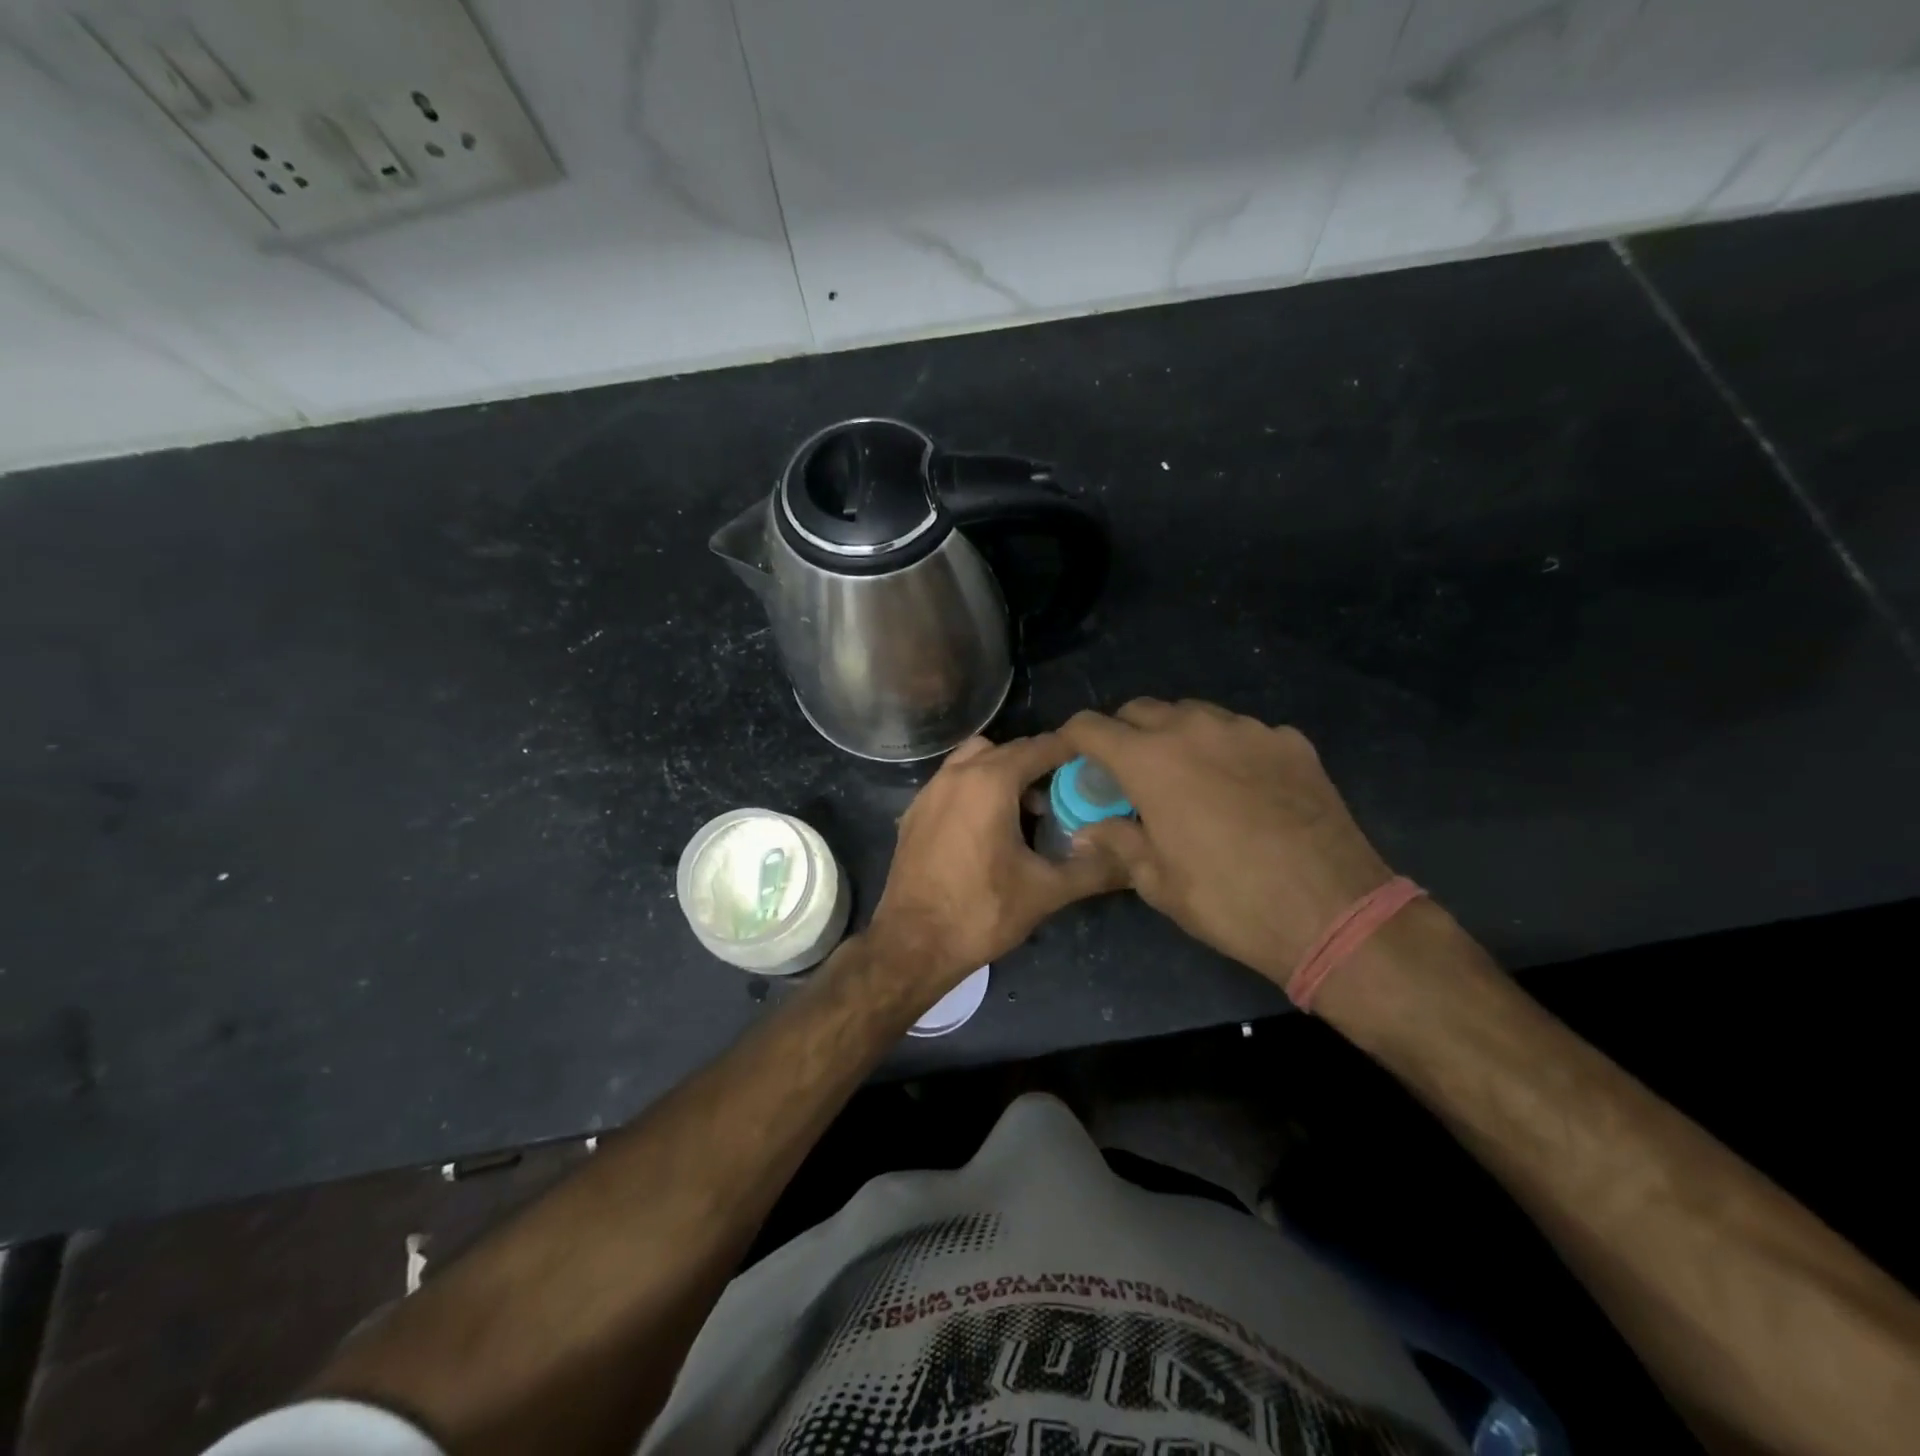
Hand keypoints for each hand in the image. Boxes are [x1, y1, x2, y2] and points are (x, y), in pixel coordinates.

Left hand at [867, 734, 1127, 1002]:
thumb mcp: (1046, 891)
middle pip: (1008, 750)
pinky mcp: (914, 813)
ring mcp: (929, 791)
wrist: (912, 945)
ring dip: (1003, 773)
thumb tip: (1132, 859)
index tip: (1096, 765)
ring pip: (975, 761)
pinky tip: (988, 829)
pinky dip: (976, 789)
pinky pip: (953, 782)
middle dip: (1039, 764)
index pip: (1041, 747)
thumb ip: (1093, 869)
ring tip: (1025, 812)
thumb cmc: (981, 912)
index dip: (1072, 751)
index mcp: (990, 781)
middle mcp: (956, 774)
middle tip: (1065, 796)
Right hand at [1058, 699, 1393, 986]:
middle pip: (1141, 710)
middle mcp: (1194, 729)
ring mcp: (1247, 730)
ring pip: (1194, 715)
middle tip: (1130, 774)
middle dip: (1124, 734)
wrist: (1332, 911)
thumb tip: (1086, 831)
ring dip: (1177, 737)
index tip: (1073, 759)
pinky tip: (1243, 788)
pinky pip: (1243, 733)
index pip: (1091, 727)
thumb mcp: (1158, 882)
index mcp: (1150, 760)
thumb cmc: (1228, 901)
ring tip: (1188, 777)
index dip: (1073, 739)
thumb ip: (1118, 842)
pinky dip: (1228, 750)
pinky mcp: (1290, 741)